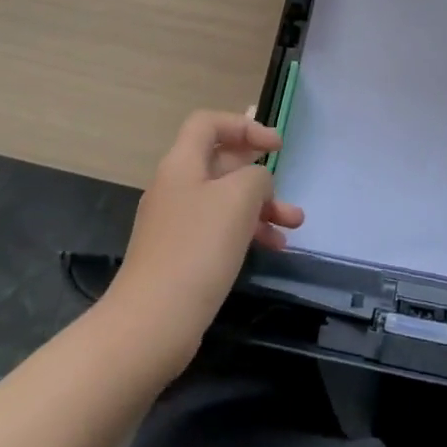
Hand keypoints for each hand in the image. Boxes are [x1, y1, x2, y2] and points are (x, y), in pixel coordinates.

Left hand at [108, 111, 304, 374]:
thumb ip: (256, 176)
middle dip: (259, 173)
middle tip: (286, 187)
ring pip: (225, 200)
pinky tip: (273, 247)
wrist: (151, 324)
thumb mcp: (239, 198)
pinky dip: (246, 232)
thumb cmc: (198, 248)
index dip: (243, 125)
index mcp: (182, 164)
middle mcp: (175, 186)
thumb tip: (256, 183)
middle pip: (220, 162)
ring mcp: (176, 223)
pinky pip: (219, 229)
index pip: (208, 123)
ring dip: (261, 207)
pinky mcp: (180, 255)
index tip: (275, 146)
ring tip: (294, 224)